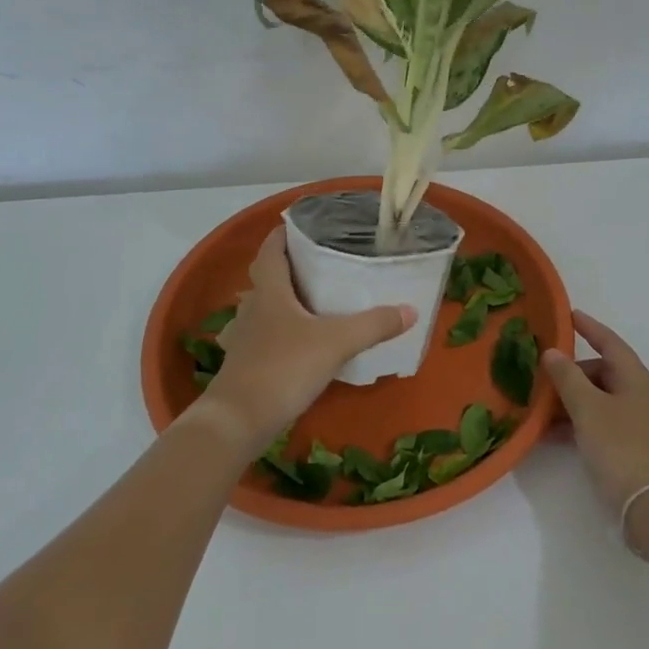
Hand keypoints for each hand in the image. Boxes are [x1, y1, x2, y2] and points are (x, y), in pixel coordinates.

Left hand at [195, 227, 413, 458]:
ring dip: (281, 302)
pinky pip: (261, 338)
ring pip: (262, 309)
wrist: (237, 421)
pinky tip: (295, 345)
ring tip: (310, 303)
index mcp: (270, 291)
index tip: (304, 227)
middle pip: (266, 278)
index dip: (283, 234)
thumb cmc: (283, 368)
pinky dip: (277, 334)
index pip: (271, 250)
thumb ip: (374, 325)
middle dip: (289, 268)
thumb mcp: (336, 342)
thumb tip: (410, 310)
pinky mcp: (243, 365)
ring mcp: (244, 338)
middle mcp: (252, 308)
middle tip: (320, 265)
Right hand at [543, 312, 648, 515]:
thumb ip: (567, 378)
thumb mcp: (587, 409)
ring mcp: (644, 423)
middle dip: (573, 375)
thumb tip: (552, 353)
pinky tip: (558, 436)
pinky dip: (583, 423)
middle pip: (604, 373)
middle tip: (544, 381)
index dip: (589, 328)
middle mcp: (644, 395)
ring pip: (602, 400)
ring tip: (544, 411)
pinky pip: (605, 423)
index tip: (569, 315)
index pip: (610, 343)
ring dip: (574, 402)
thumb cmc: (620, 447)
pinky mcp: (639, 447)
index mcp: (637, 379)